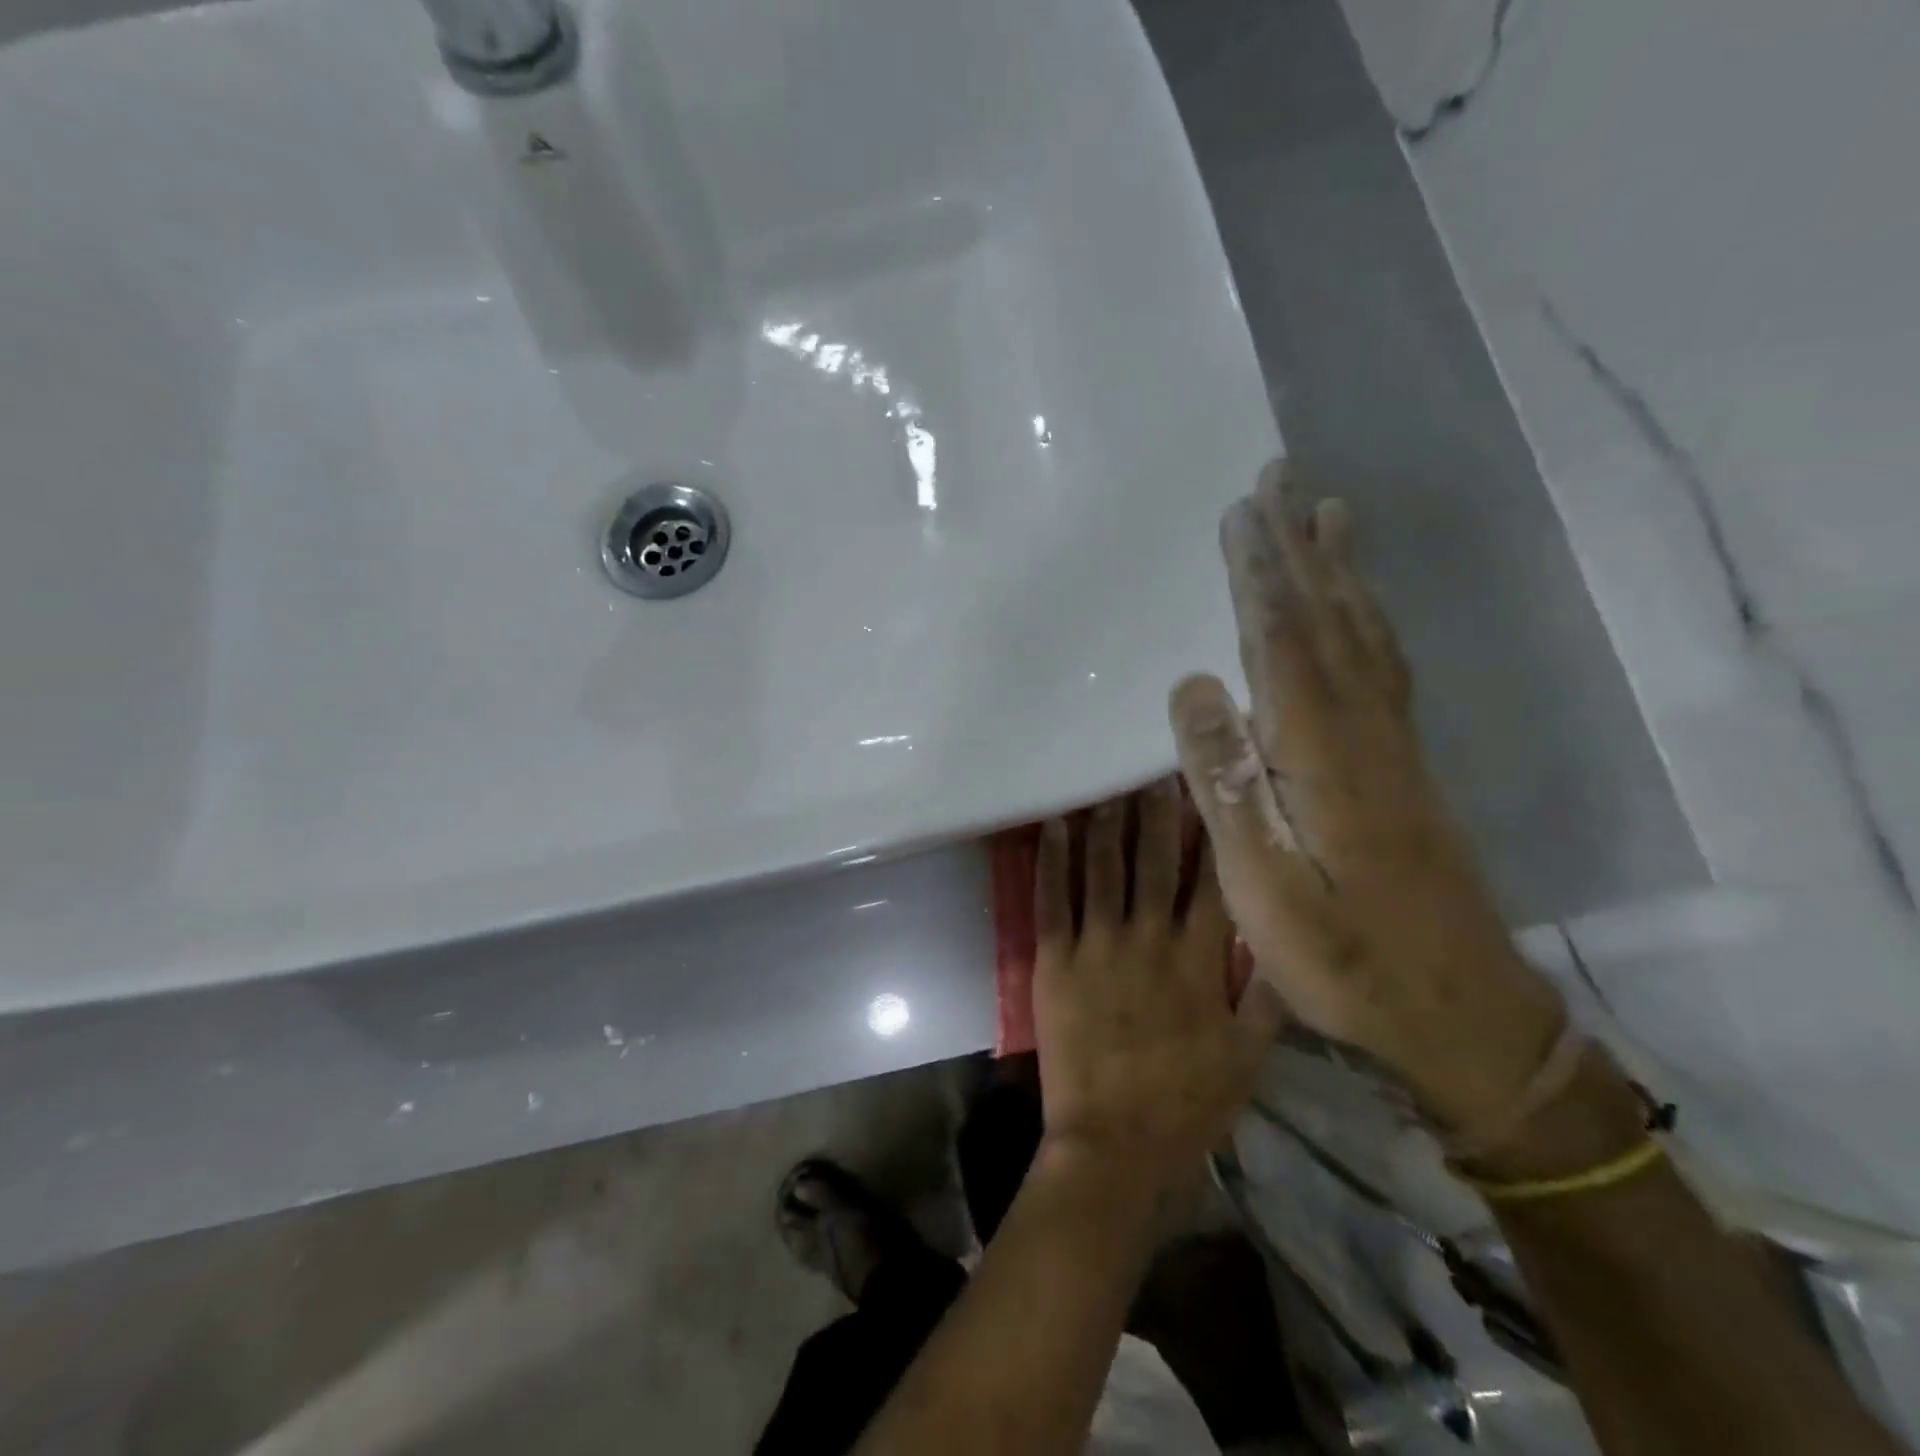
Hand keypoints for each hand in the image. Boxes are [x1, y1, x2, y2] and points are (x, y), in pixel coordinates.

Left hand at [1032, 780, 1284, 1193]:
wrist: (1115, 1146)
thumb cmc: (1188, 1104)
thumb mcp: (1249, 1057)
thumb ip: (1269, 996)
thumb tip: (1285, 939)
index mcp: (1201, 960)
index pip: (1210, 879)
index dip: (1210, 832)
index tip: (1209, 792)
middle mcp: (1151, 939)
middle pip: (1155, 861)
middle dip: (1157, 812)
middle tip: (1154, 770)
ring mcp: (1099, 945)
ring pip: (1103, 869)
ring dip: (1106, 823)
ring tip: (1107, 786)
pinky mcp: (1055, 960)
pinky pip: (1053, 899)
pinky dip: (1052, 859)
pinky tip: (1054, 825)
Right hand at [1168, 461, 1563, 1130]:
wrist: (1462, 1013)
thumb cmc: (1343, 958)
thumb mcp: (1262, 886)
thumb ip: (1227, 784)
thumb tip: (1191, 686)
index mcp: (1322, 753)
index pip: (1282, 641)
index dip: (1260, 574)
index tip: (1241, 512)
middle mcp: (1364, 731)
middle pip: (1330, 619)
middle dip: (1300, 546)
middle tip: (1282, 478)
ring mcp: (1394, 747)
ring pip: (1366, 635)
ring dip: (1341, 570)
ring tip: (1328, 512)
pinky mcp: (1407, 767)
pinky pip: (1385, 666)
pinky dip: (1368, 620)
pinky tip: (1360, 609)